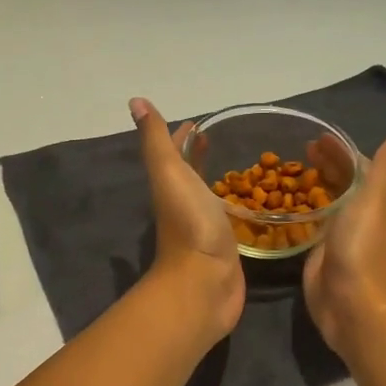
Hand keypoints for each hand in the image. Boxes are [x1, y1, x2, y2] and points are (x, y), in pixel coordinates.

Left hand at [131, 98, 244, 345]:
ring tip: (241, 168)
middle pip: (190, 176)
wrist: (204, 283)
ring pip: (210, 198)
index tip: (198, 123)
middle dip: (199, 157)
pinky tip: (250, 206)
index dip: (182, 138)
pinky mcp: (225, 249)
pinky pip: (230, 221)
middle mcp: (185, 206)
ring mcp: (205, 229)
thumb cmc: (189, 224)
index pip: (175, 155)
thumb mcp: (169, 174)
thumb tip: (135, 101)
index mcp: (171, 187)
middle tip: (218, 140)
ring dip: (218, 182)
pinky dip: (236, 209)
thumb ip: (156, 141)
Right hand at [302, 124, 385, 359]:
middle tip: (298, 150)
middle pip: (341, 183)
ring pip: (325, 202)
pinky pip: (309, 224)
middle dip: (324, 165)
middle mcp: (358, 214)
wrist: (351, 301)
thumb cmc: (363, 245)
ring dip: (310, 185)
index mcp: (374, 199)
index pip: (359, 166)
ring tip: (287, 171)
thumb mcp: (377, 196)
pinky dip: (299, 210)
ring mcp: (337, 235)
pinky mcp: (318, 253)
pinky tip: (281, 204)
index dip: (341, 150)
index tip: (317, 136)